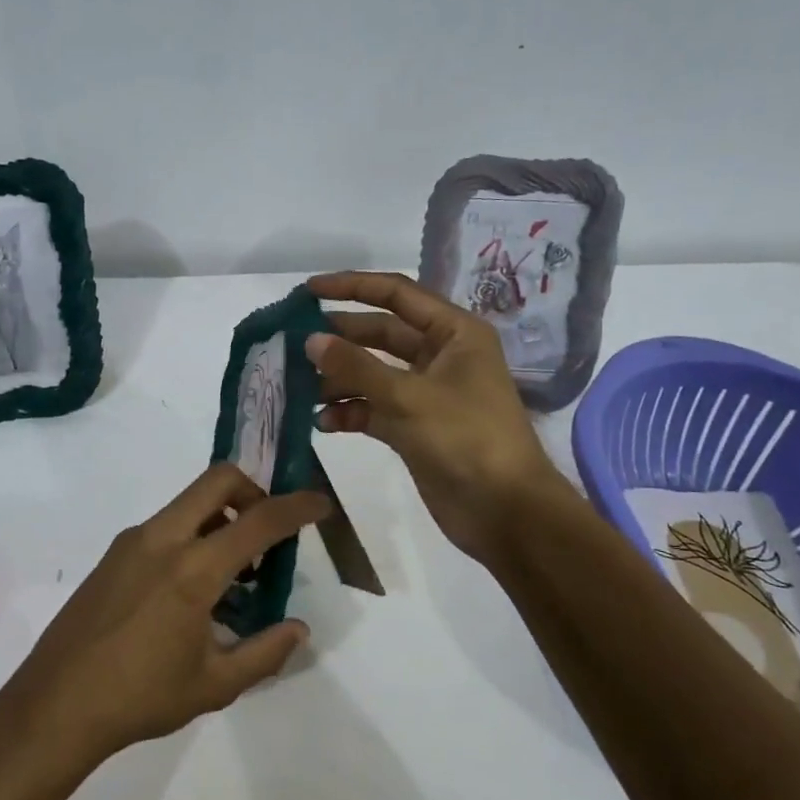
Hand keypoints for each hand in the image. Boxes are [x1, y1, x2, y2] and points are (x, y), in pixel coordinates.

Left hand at [0, 465, 332, 770]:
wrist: (55, 704)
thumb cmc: (140, 697)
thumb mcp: (215, 684)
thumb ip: (265, 652)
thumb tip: (299, 629)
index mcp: (193, 569)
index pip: (258, 520)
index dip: (297, 507)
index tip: (320, 503)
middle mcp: (162, 538)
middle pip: (218, 480)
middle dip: (254, 490)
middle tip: (270, 529)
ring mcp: (132, 541)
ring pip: (189, 502)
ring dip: (222, 517)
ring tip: (235, 575)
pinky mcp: (114, 553)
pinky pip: (166, 524)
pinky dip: (193, 535)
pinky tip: (193, 589)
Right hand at [306, 271, 584, 566]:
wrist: (505, 512)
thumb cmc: (466, 439)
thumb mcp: (409, 397)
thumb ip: (356, 367)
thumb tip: (311, 340)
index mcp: (453, 333)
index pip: (396, 295)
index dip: (352, 287)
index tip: (308, 291)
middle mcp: (440, 356)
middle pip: (380, 334)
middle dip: (339, 339)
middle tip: (293, 343)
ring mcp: (426, 392)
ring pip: (372, 373)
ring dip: (338, 379)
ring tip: (300, 388)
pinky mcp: (414, 427)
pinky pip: (373, 408)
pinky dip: (349, 412)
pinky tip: (322, 422)